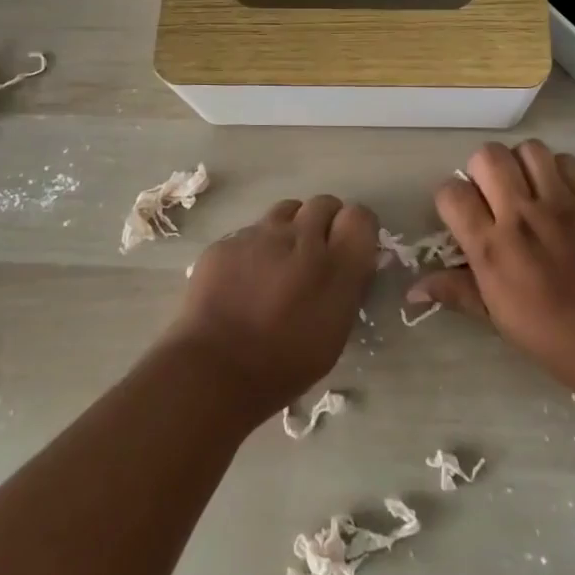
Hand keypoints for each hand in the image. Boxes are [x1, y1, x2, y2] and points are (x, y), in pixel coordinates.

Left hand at [164, 194, 378, 418]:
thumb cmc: (284, 364)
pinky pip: (250, 232)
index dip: (357, 229)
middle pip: (324, 203)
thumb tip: (353, 262)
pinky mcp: (227, 241)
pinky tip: (243, 279)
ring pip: (286, 211)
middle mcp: (301, 238)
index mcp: (336, 266)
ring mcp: (260, 235)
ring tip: (279, 261)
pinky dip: (254, 248)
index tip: (349, 248)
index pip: (361, 217)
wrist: (214, 370)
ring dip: (290, 228)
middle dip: (324, 222)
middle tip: (315, 254)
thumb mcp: (335, 333)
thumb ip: (347, 287)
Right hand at [408, 141, 574, 384]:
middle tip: (492, 195)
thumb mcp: (495, 317)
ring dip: (520, 163)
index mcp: (491, 247)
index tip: (461, 214)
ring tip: (526, 187)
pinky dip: (557, 169)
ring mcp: (559, 203)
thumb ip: (455, 291)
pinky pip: (567, 160)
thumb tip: (412, 291)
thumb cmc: (551, 336)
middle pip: (487, 156)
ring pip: (528, 149)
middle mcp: (521, 215)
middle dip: (481, 170)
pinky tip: (558, 192)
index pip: (452, 193)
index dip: (450, 198)